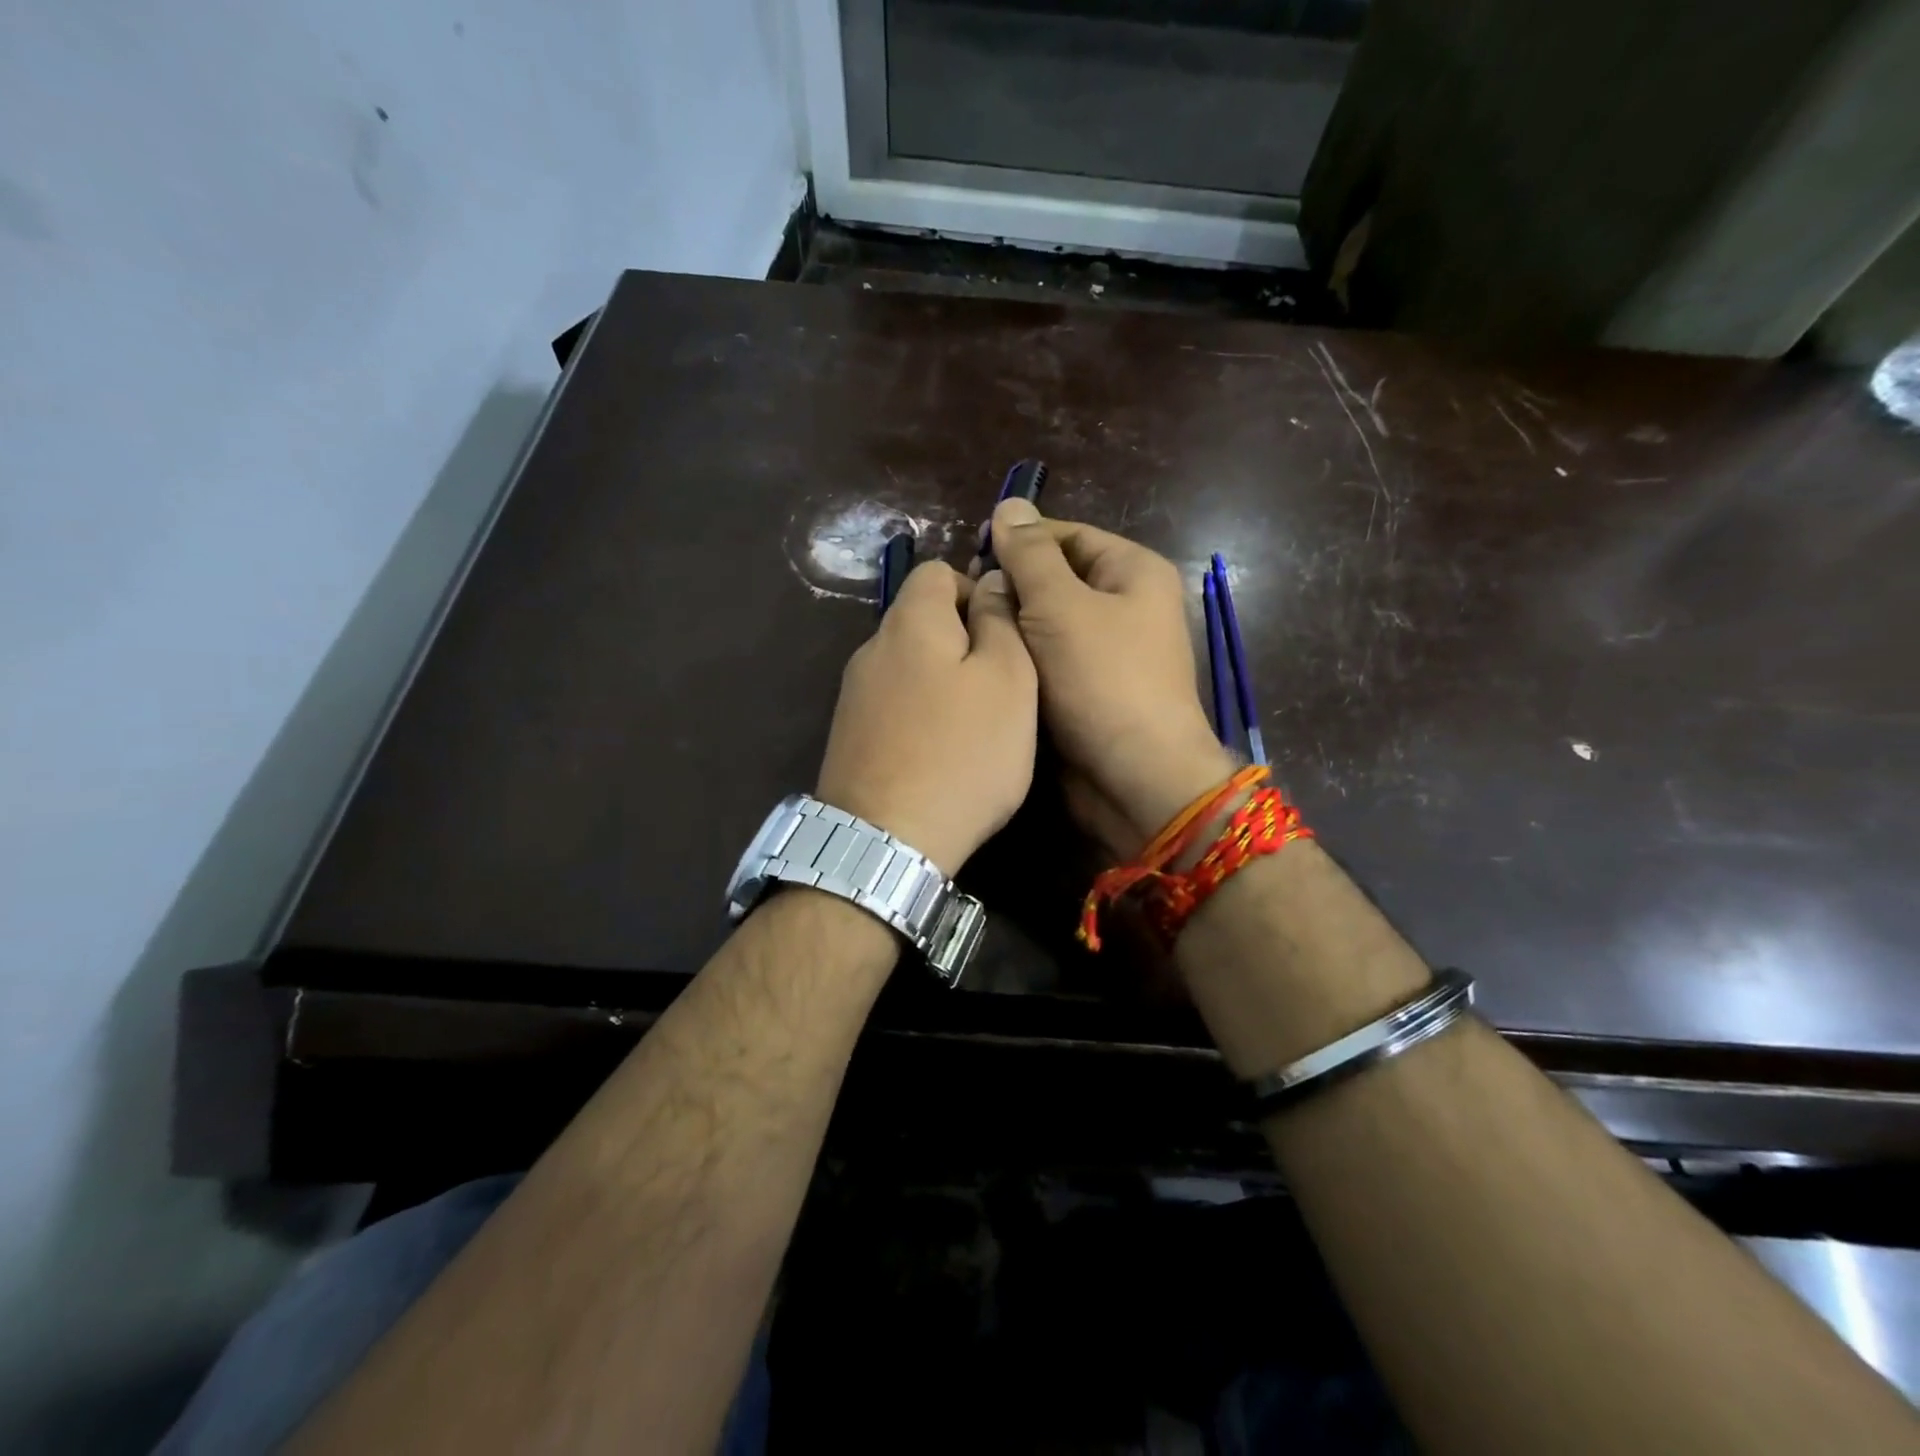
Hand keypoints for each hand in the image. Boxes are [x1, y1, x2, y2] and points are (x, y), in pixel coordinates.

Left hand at [815, 561, 1037, 876]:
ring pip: (909, 666)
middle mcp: (871, 648)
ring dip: (944, 682)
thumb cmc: (962, 752)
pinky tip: (940, 753)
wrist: (887, 840)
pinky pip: (894, 705)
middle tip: (1000, 687)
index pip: (937, 570)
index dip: (977, 590)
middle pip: (922, 620)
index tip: (1006, 635)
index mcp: (909, 621)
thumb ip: (1001, 620)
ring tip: (975, 726)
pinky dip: (921, 715)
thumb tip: (991, 581)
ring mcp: (854, 695)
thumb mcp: (1008, 679)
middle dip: (964, 641)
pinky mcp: (849, 736)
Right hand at [981, 498, 1234, 858]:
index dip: (1019, 541)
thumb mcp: (1060, 606)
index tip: (970, 555)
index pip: (1067, 536)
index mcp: (1133, 572)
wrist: (1135, 777)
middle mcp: (1127, 606)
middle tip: (964, 600)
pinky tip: (987, 663)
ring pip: (1048, 623)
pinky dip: (1022, 660)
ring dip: (1012, 626)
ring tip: (967, 631)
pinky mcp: (1092, 690)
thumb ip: (1030, 555)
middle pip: (1057, 578)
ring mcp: (1110, 651)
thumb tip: (1009, 504)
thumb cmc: (1103, 680)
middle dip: (1012, 587)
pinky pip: (1050, 661)